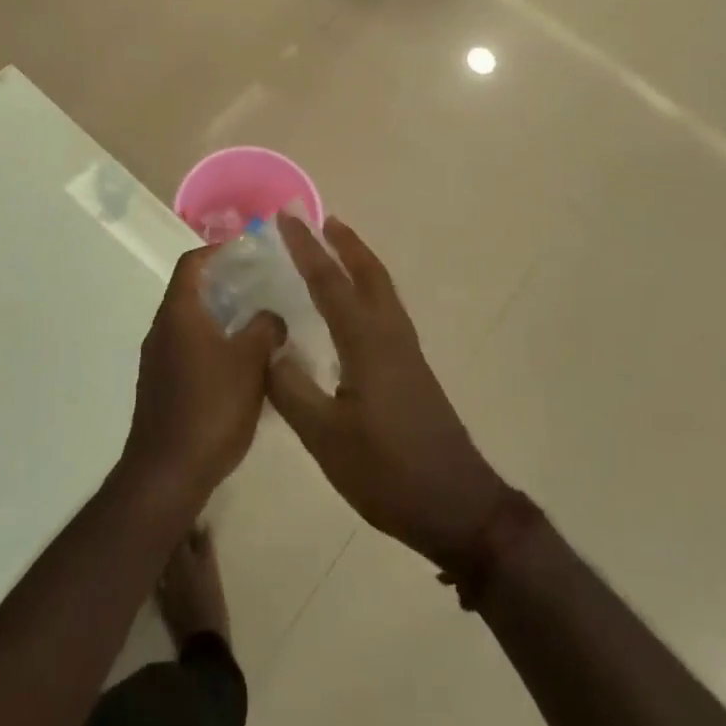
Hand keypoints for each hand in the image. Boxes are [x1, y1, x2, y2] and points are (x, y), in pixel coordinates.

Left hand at [123, 246, 283, 501]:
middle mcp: (162, 330)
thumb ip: (265, 328)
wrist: (167, 474)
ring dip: (223, 319)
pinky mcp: (162, 387)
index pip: (192, 263)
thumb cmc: (210, 408)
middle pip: (192, 292)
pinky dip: (215, 346)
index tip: (248, 252)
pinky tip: (243, 367)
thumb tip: (271, 317)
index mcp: (179, 313)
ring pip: (193, 325)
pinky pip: (190, 351)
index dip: (218, 251)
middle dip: (226, 286)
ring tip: (260, 326)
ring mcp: (159, 361)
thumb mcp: (250, 362)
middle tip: (263, 288)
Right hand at [265, 217, 507, 568]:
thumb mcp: (325, 436)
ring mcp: (407, 352)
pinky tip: (354, 310)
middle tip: (322, 219)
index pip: (329, 283)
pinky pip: (386, 310)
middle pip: (368, 273)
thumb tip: (268, 348)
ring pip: (382, 290)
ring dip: (359, 263)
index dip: (305, 249)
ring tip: (337, 250)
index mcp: (367, 342)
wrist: (456, 506)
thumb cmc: (387, 471)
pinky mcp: (413, 370)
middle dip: (344, 243)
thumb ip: (292, 389)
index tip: (286, 218)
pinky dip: (367, 290)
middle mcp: (390, 335)